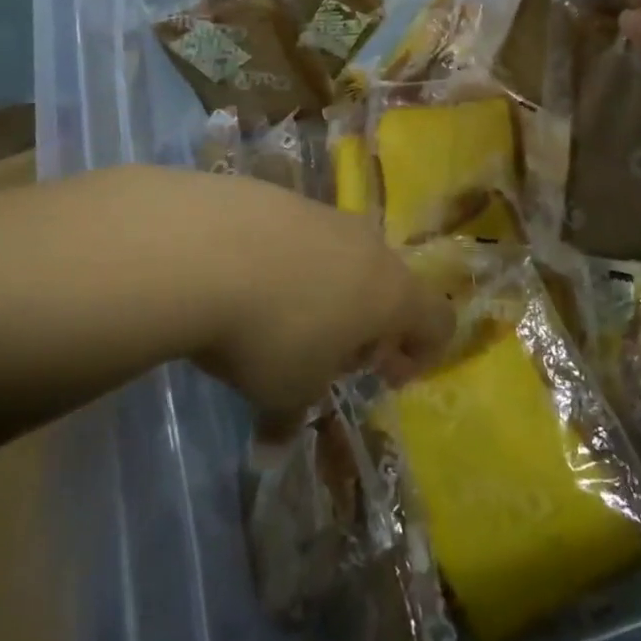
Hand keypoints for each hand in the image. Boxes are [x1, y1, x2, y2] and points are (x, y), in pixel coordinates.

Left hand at [136, 169, 454, 416]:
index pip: (438, 319)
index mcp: (391, 294)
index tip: (383, 375)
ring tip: (278, 316)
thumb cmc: (268, 333)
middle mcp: (367, 245)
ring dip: (326, 289)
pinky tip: (243, 280)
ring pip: (342, 256)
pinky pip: (299, 235)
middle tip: (327, 352)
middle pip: (388, 285)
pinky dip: (286, 260)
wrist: (201, 248)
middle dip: (366, 322)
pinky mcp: (279, 194)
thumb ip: (291, 418)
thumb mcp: (285, 392)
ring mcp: (323, 213)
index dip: (422, 352)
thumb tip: (271, 446)